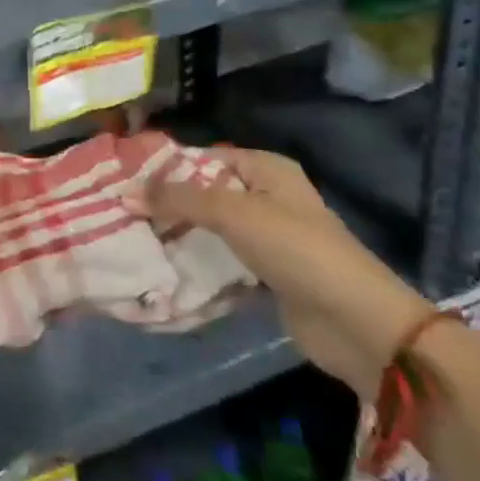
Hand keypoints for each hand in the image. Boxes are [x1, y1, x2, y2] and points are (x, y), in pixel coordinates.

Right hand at [133, 146, 432, 400]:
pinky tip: (165, 267)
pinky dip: (199, 262)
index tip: (125, 179)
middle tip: (123, 210)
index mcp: (266, 168)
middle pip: (207, 192)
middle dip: (169, 202)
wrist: (356, 323)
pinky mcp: (269, 274)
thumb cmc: (296, 250)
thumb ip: (179, 199)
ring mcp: (269, 236)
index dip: (167, 167)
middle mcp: (267, 196)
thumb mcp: (233, 212)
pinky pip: (224, 260)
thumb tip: (126, 193)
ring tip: (134, 237)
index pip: (205, 157)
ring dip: (181, 234)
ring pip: (213, 228)